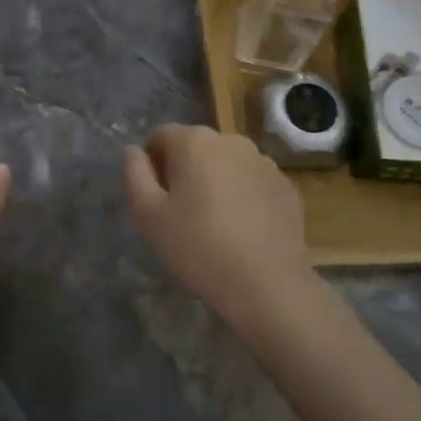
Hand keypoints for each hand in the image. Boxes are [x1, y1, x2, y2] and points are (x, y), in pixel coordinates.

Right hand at [123, 125, 314, 333]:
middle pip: (195, 147)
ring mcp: (264, 162)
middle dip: (182, 170)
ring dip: (214, 181)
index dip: (150, 163)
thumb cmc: (198, 246)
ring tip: (212, 223)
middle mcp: (231, 140)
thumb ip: (134, 174)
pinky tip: (241, 230)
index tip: (152, 197)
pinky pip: (251, 183)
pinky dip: (242, 196)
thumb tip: (134, 151)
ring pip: (225, 164)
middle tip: (178, 212)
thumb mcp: (147, 214)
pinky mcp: (286, 187)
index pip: (160, 136)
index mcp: (194, 141)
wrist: (267, 284)